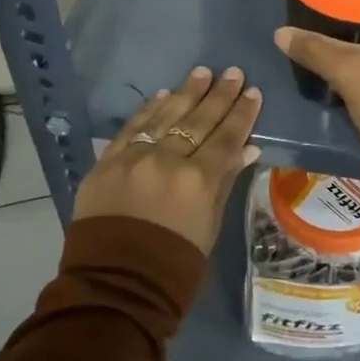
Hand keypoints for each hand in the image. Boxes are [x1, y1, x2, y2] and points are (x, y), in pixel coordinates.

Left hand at [75, 66, 262, 253]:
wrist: (115, 287)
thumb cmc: (175, 265)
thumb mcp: (210, 225)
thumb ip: (225, 181)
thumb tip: (247, 149)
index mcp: (198, 181)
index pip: (226, 137)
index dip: (242, 114)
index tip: (253, 91)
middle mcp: (167, 161)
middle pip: (198, 120)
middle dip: (218, 95)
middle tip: (232, 72)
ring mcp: (134, 159)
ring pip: (164, 116)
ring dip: (185, 93)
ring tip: (201, 73)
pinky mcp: (106, 163)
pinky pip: (132, 128)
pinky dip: (148, 110)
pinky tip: (163, 94)